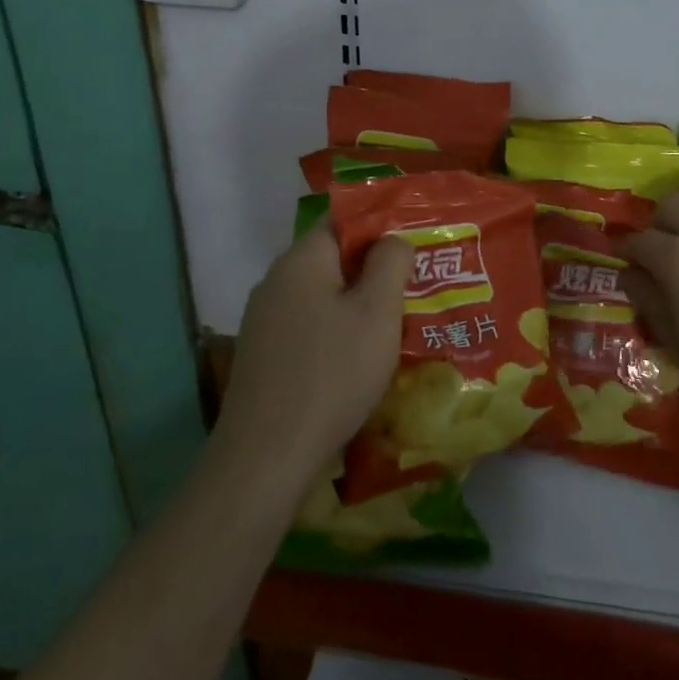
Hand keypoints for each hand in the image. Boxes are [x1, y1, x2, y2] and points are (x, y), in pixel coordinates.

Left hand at [217, 224, 412, 482]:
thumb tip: (393, 239)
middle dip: (373, 268)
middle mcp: (276, 281)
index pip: (343, 220)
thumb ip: (390, 263)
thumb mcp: (377, 312)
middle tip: (416, 285)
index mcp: (302, 260)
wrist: (266, 458)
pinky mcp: (263, 355)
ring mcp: (264, 320)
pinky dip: (336, 331)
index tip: (415, 244)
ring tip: (396, 323)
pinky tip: (359, 358)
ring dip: (357, 304)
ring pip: (322, 295)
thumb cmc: (332, 374)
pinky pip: (308, 326)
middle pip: (332, 258)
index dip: (381, 226)